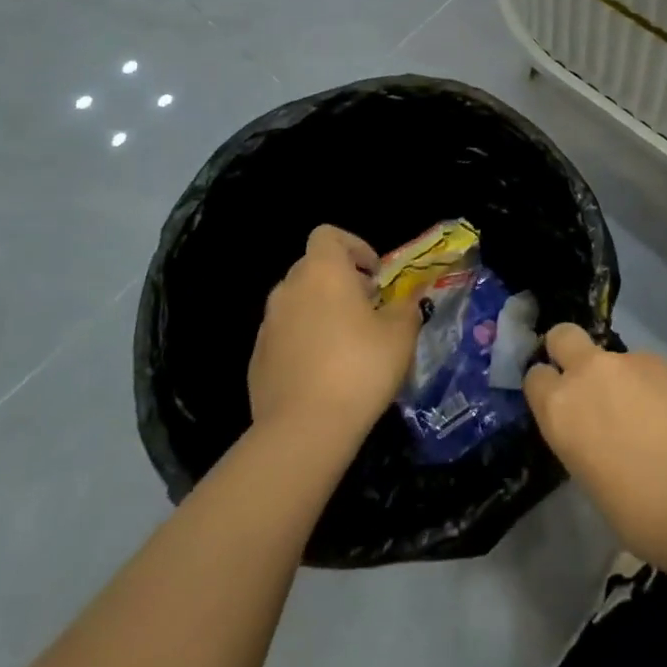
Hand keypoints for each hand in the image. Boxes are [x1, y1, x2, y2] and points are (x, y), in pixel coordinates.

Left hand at [248, 225, 421, 448]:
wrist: (303, 432)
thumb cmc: (359, 368)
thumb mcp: (400, 334)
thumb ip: (406, 307)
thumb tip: (410, 298)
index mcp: (322, 271)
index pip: (328, 235)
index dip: (353, 246)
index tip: (374, 274)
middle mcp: (289, 289)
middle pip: (312, 267)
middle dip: (339, 280)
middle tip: (367, 308)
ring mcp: (268, 325)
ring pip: (297, 303)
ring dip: (320, 311)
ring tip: (347, 343)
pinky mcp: (257, 360)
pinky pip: (284, 336)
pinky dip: (303, 342)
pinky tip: (323, 374)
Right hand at [525, 324, 666, 574]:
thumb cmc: (651, 516)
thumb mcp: (600, 490)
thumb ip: (591, 447)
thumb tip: (607, 438)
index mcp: (564, 410)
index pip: (535, 378)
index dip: (546, 389)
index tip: (559, 407)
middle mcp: (594, 373)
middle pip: (564, 336)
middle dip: (568, 351)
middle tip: (589, 387)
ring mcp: (638, 362)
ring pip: (620, 361)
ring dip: (628, 383)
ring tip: (657, 429)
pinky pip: (659, 375)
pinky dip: (665, 394)